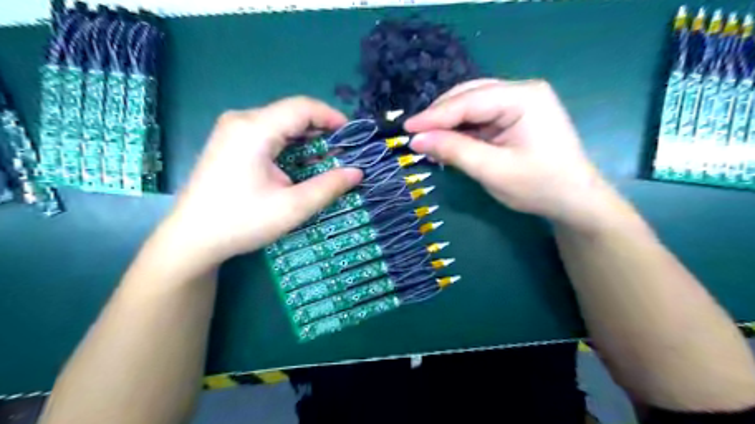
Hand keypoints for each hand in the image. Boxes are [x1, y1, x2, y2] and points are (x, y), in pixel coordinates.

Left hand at [157, 96, 362, 271]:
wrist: (192, 238)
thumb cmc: (242, 222)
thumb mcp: (292, 207)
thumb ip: (328, 187)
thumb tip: (358, 172)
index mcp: (255, 129)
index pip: (302, 107)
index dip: (332, 117)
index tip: (353, 136)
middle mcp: (241, 120)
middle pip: (291, 113)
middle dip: (322, 130)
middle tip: (344, 152)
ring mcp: (231, 130)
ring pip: (280, 123)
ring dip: (307, 138)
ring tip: (328, 158)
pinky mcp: (229, 142)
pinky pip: (268, 133)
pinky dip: (290, 144)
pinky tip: (301, 162)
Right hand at [408, 78, 618, 229]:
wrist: (574, 201)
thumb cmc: (539, 186)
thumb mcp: (493, 170)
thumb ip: (454, 151)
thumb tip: (417, 140)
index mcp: (524, 97)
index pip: (469, 101)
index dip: (435, 115)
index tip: (407, 129)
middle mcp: (521, 91)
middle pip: (470, 96)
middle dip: (441, 116)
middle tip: (415, 135)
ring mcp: (519, 103)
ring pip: (472, 105)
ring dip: (449, 123)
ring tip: (427, 139)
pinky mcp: (515, 117)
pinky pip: (480, 118)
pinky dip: (461, 130)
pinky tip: (447, 140)